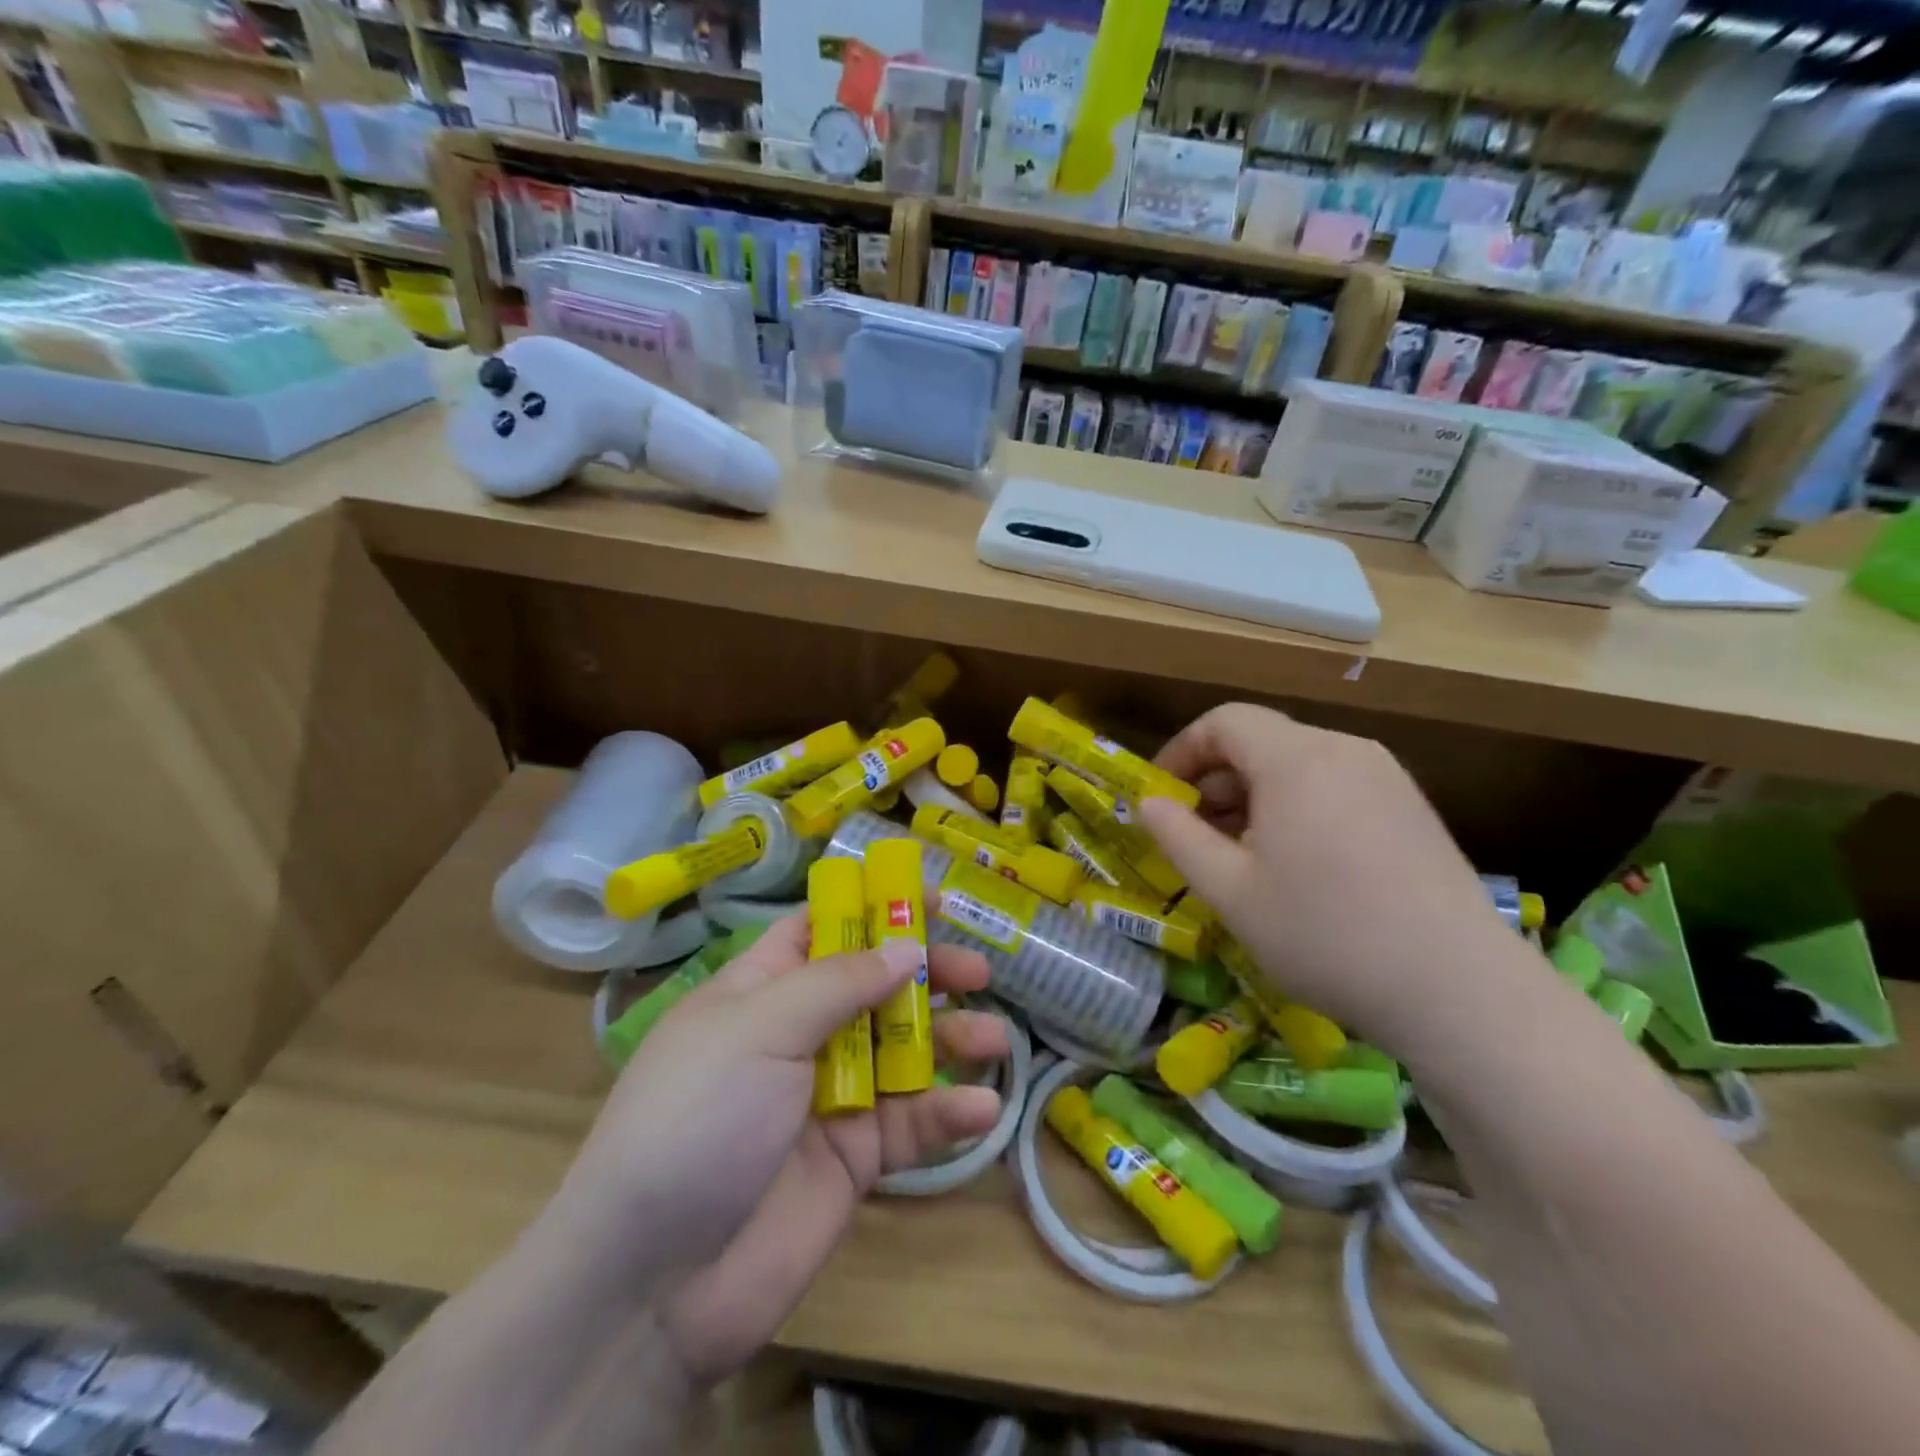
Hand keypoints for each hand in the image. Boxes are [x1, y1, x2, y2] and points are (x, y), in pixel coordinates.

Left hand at [537, 911, 1007, 1384]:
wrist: (654, 1285)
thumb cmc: (698, 1119)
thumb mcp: (759, 1029)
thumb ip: (838, 983)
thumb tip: (905, 949)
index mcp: (762, 990)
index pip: (823, 929)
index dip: (874, 908)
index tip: (932, 900)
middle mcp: (799, 1034)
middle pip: (876, 986)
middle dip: (927, 974)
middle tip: (977, 973)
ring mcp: (831, 1096)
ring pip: (904, 1051)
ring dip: (951, 1040)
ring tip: (994, 1038)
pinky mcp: (856, 1157)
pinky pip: (910, 1123)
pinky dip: (948, 1114)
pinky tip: (981, 1109)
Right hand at [1138, 704, 1528, 1051]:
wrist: (1460, 990)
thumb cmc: (1326, 935)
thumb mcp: (1230, 892)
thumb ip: (1178, 837)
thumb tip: (1148, 803)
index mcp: (1296, 760)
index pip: (1223, 722)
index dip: (1181, 752)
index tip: (1161, 798)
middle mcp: (1344, 750)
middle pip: (1261, 741)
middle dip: (1215, 781)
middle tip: (1195, 837)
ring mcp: (1386, 777)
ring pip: (1298, 765)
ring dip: (1254, 797)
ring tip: (1242, 856)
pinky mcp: (1412, 807)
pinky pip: (1335, 786)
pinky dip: (1297, 807)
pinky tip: (1297, 865)